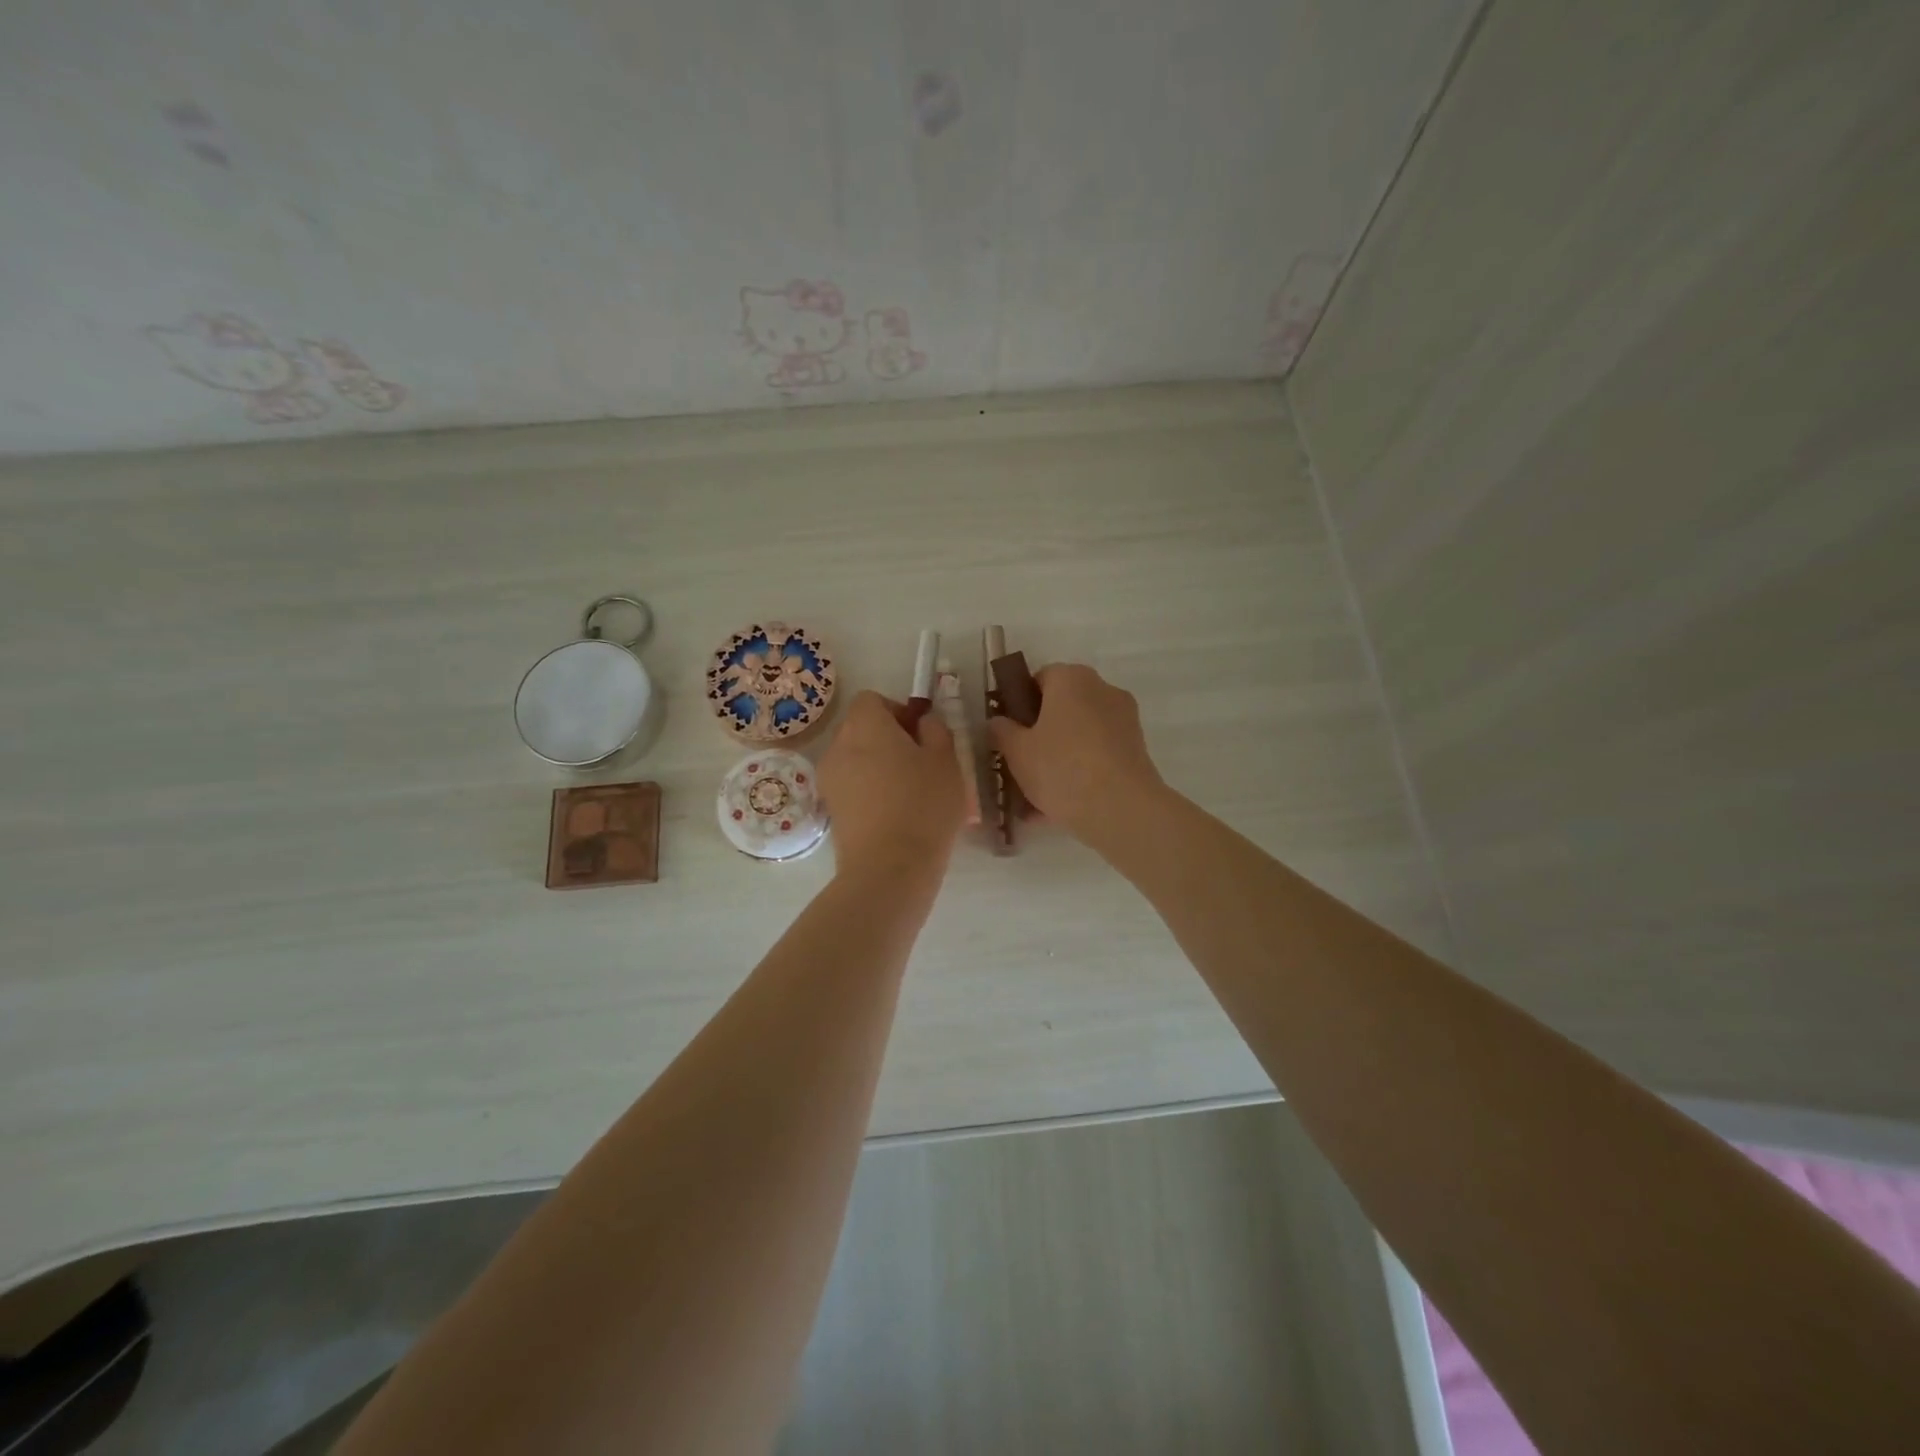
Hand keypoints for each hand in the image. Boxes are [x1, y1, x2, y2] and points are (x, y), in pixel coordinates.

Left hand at [818, 691, 963, 878]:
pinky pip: (852, 787)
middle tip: (921, 763)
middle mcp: (838, 746)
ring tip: (910, 792)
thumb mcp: (946, 760)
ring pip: (856, 759)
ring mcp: (830, 780)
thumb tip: (922, 722)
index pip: (871, 700)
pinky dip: (870, 791)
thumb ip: (935, 730)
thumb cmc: (923, 804)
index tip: (920, 734)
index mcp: (865, 725)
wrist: (889, 868)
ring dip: (879, 766)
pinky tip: (896, 814)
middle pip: (860, 729)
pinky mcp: (831, 811)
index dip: (897, 710)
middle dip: (888, 738)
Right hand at [987, 663, 1165, 846]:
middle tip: (1019, 764)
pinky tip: (1059, 806)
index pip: (1040, 678)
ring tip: (1036, 797)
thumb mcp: (1016, 751)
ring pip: (1080, 736)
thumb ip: (1001, 731)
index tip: (1008, 733)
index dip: (1020, 703)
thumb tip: (998, 722)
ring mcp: (1124, 720)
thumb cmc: (1061, 768)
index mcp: (1071, 679)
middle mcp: (1102, 690)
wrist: (1120, 809)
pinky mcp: (1136, 750)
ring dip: (1058, 758)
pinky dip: (1080, 773)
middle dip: (1040, 734)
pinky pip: (1098, 756)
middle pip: (1062, 707)